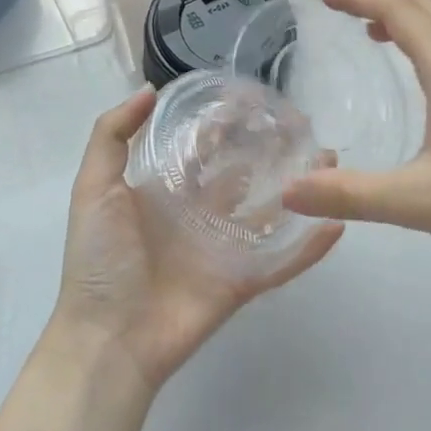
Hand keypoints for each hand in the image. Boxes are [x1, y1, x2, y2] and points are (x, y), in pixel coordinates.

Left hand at [52, 89, 341, 390]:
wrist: (108, 340)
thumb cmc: (100, 260)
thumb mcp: (94, 188)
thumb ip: (111, 135)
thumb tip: (150, 89)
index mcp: (166, 191)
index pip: (202, 148)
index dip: (225, 125)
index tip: (254, 100)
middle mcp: (198, 213)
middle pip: (243, 174)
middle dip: (269, 149)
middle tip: (303, 125)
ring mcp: (223, 248)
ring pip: (268, 210)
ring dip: (297, 188)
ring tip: (328, 160)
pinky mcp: (242, 281)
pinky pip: (282, 261)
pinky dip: (308, 246)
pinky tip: (336, 223)